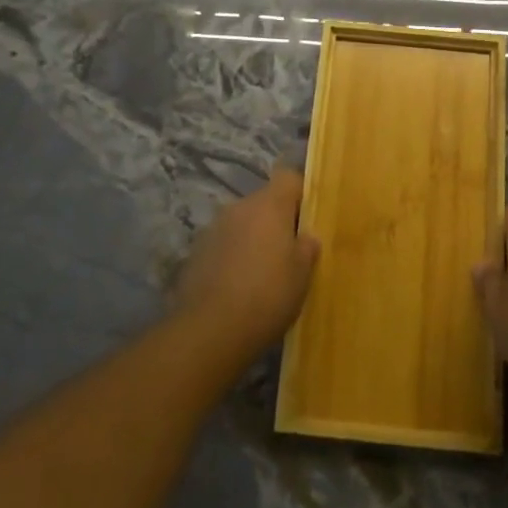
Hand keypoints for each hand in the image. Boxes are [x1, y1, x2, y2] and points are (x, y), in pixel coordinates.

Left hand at [174, 167, 320, 363]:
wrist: (210, 330)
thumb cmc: (268, 295)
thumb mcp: (303, 274)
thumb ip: (307, 247)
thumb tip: (305, 236)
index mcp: (269, 205)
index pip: (289, 177)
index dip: (302, 193)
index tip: (311, 217)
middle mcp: (239, 207)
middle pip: (265, 201)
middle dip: (278, 220)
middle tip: (291, 252)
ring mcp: (213, 228)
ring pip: (243, 223)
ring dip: (254, 238)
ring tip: (264, 273)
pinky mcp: (196, 252)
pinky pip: (224, 244)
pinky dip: (234, 256)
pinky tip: (240, 286)